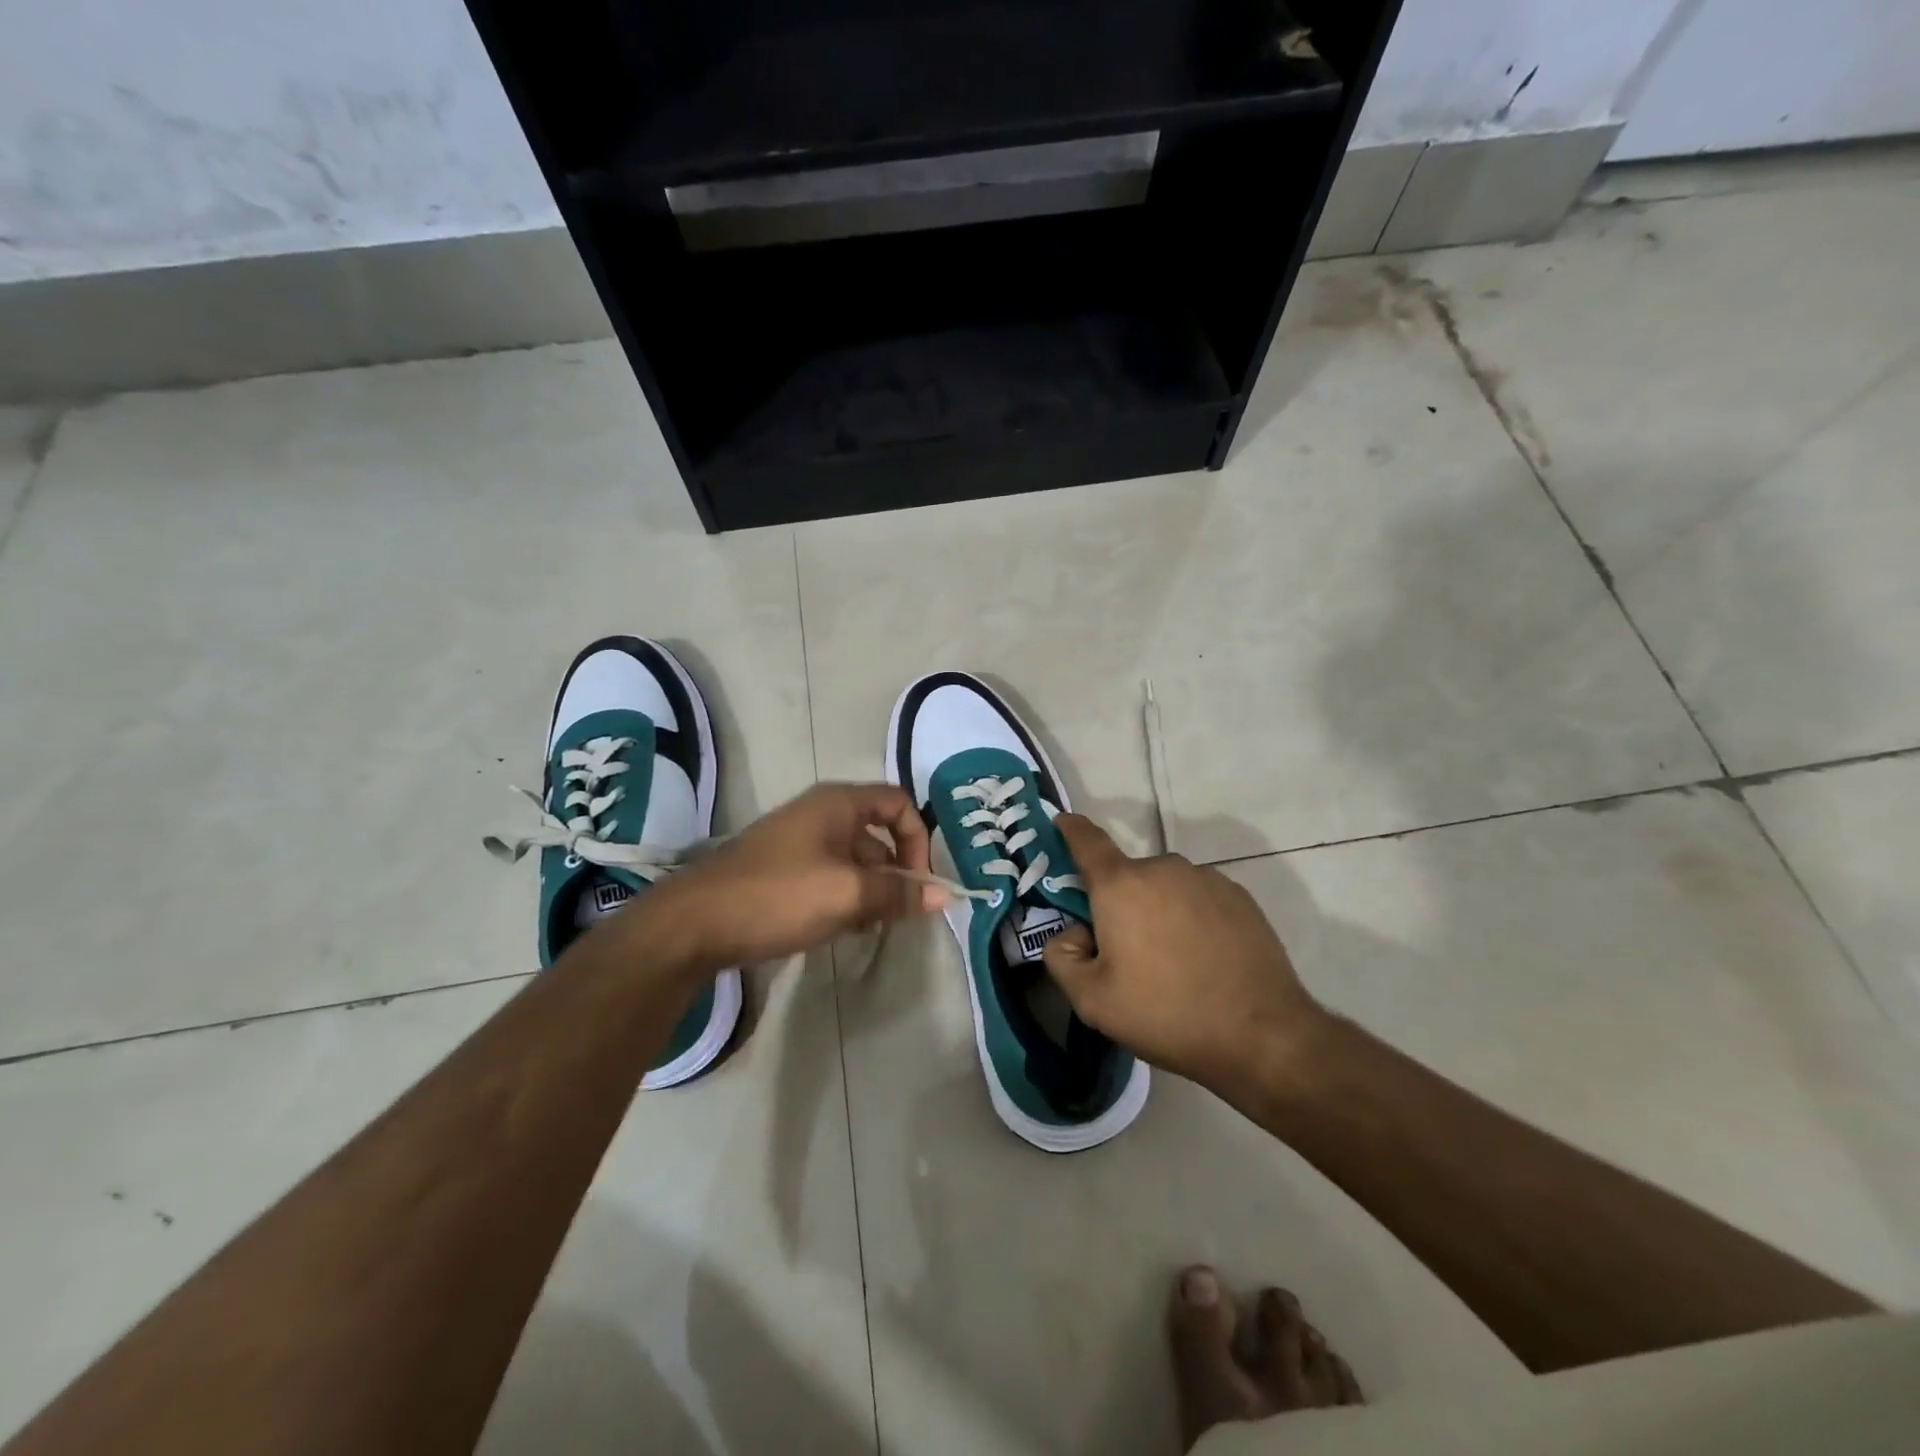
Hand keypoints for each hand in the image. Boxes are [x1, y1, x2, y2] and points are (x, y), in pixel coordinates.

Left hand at [641, 783, 941, 969]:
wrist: (695, 924)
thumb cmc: (780, 895)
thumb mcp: (848, 893)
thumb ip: (898, 893)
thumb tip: (944, 896)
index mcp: (838, 804)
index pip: (899, 803)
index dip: (918, 839)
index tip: (917, 882)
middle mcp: (820, 814)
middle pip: (878, 834)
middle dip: (895, 872)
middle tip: (897, 914)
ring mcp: (798, 843)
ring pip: (854, 860)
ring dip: (870, 891)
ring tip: (868, 926)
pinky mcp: (782, 871)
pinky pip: (829, 877)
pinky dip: (844, 898)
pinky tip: (839, 929)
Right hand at [1043, 815, 1326, 1093]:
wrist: (1262, 1035)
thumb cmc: (1166, 1013)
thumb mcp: (1091, 1000)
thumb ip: (1061, 956)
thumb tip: (1074, 932)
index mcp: (1121, 885)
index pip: (1086, 840)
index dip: (1070, 829)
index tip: (1062, 822)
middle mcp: (1163, 868)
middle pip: (1127, 877)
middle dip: (1119, 905)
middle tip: (1127, 955)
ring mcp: (1206, 878)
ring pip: (1164, 888)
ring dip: (1157, 912)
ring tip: (1173, 964)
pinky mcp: (1239, 897)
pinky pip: (1198, 899)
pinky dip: (1191, 919)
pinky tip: (1205, 961)